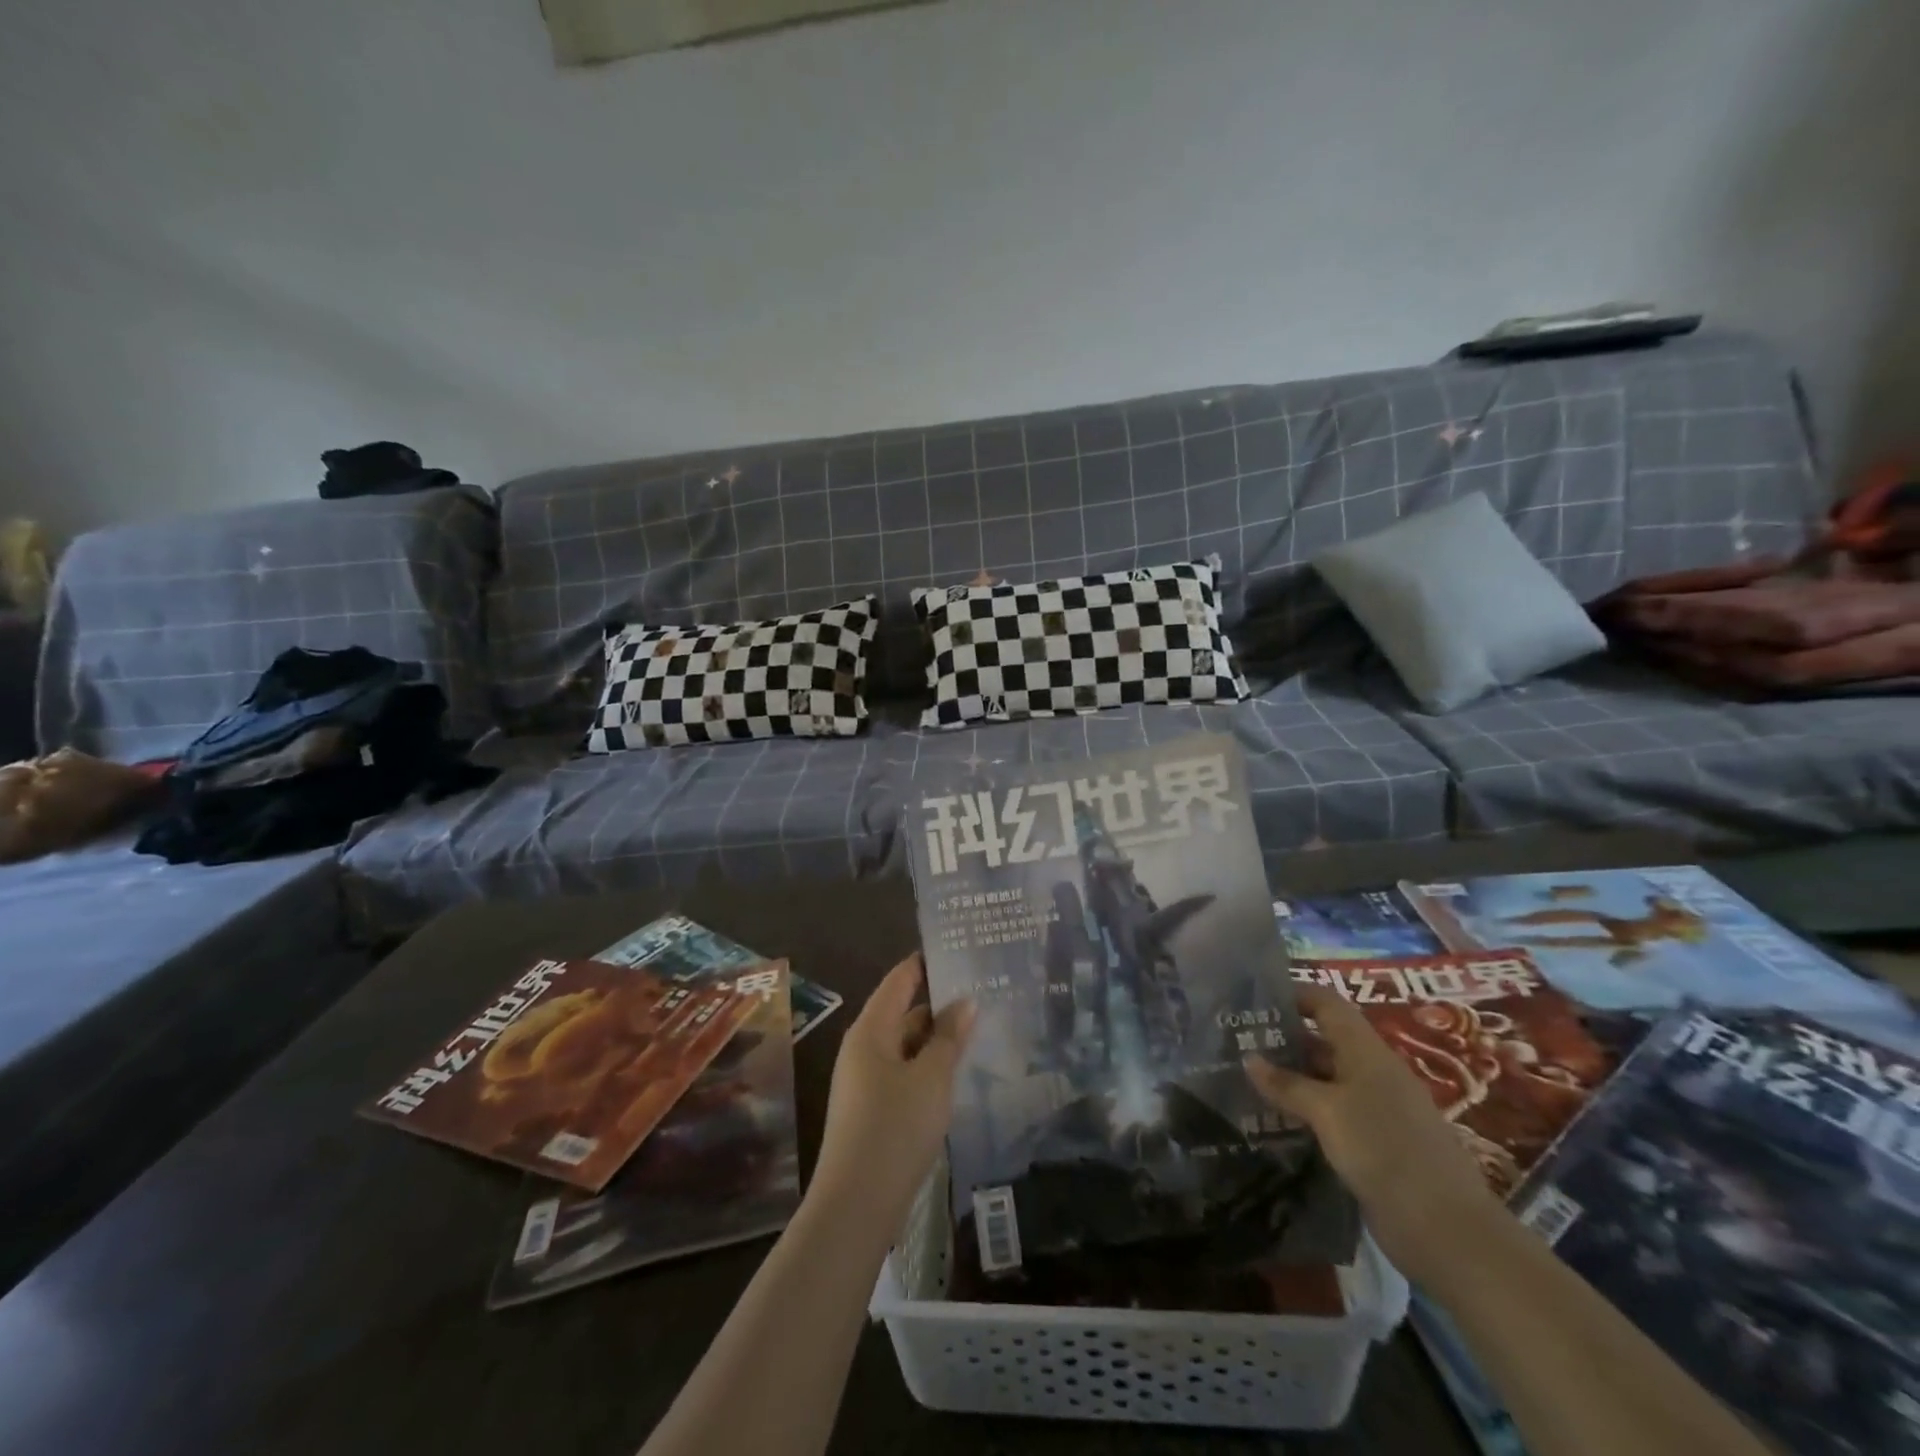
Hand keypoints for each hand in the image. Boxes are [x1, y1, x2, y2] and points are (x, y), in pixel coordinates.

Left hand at [812, 953, 974, 1232]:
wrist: (856, 1206)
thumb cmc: (895, 1129)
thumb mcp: (931, 1078)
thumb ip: (949, 1037)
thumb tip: (965, 1001)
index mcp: (871, 1030)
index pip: (899, 980)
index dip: (925, 963)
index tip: (957, 949)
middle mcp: (862, 1048)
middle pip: (901, 1012)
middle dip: (938, 1003)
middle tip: (981, 992)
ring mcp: (863, 1081)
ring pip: (904, 1046)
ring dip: (935, 1039)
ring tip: (976, 1029)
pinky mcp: (870, 1110)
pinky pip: (902, 1072)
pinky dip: (927, 1066)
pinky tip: (954, 1074)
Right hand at [1245, 984, 1501, 1286]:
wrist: (1446, 1230)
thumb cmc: (1384, 1150)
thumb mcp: (1327, 1111)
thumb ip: (1287, 1084)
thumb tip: (1248, 1059)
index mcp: (1366, 1051)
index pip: (1326, 1004)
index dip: (1293, 994)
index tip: (1252, 999)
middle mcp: (1371, 1072)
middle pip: (1323, 1040)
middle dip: (1282, 1039)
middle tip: (1236, 1042)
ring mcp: (1374, 1109)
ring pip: (1324, 1079)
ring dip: (1289, 1078)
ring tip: (1244, 1080)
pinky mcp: (1373, 1143)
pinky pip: (1330, 1113)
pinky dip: (1303, 1110)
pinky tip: (1272, 1120)